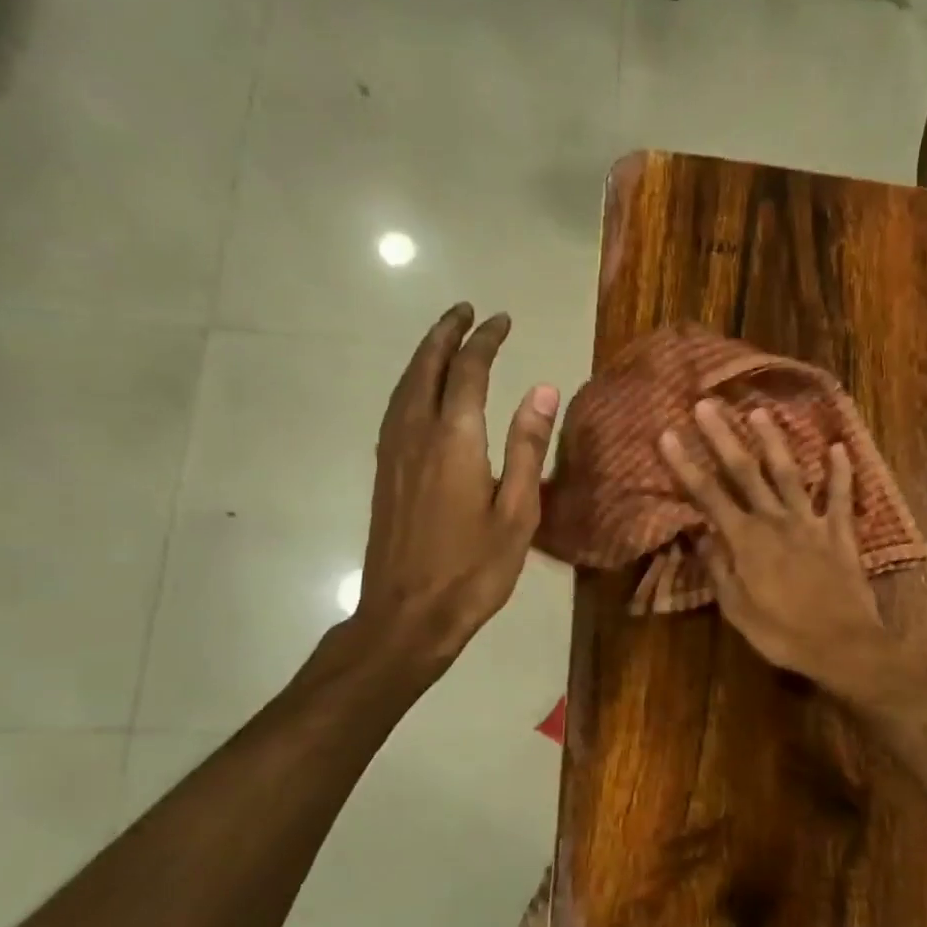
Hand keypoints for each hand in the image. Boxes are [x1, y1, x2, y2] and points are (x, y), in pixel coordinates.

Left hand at [351, 303, 559, 670]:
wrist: (407, 615)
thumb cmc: (474, 569)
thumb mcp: (517, 512)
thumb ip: (527, 446)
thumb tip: (543, 389)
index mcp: (455, 440)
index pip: (469, 371)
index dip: (486, 340)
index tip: (502, 320)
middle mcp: (416, 434)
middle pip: (426, 367)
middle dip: (446, 333)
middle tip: (466, 311)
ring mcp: (393, 452)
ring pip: (404, 385)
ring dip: (424, 354)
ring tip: (444, 338)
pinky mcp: (384, 471)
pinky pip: (395, 408)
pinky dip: (410, 383)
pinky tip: (420, 391)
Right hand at [658, 399, 887, 689]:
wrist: (842, 645)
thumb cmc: (782, 633)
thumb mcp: (737, 609)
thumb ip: (717, 568)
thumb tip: (697, 534)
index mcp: (746, 541)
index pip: (708, 496)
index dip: (686, 465)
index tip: (668, 435)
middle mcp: (775, 521)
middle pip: (745, 472)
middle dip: (723, 437)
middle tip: (707, 404)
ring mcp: (810, 523)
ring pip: (789, 474)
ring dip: (774, 442)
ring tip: (760, 412)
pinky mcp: (840, 532)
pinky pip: (841, 496)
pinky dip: (841, 471)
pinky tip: (838, 447)